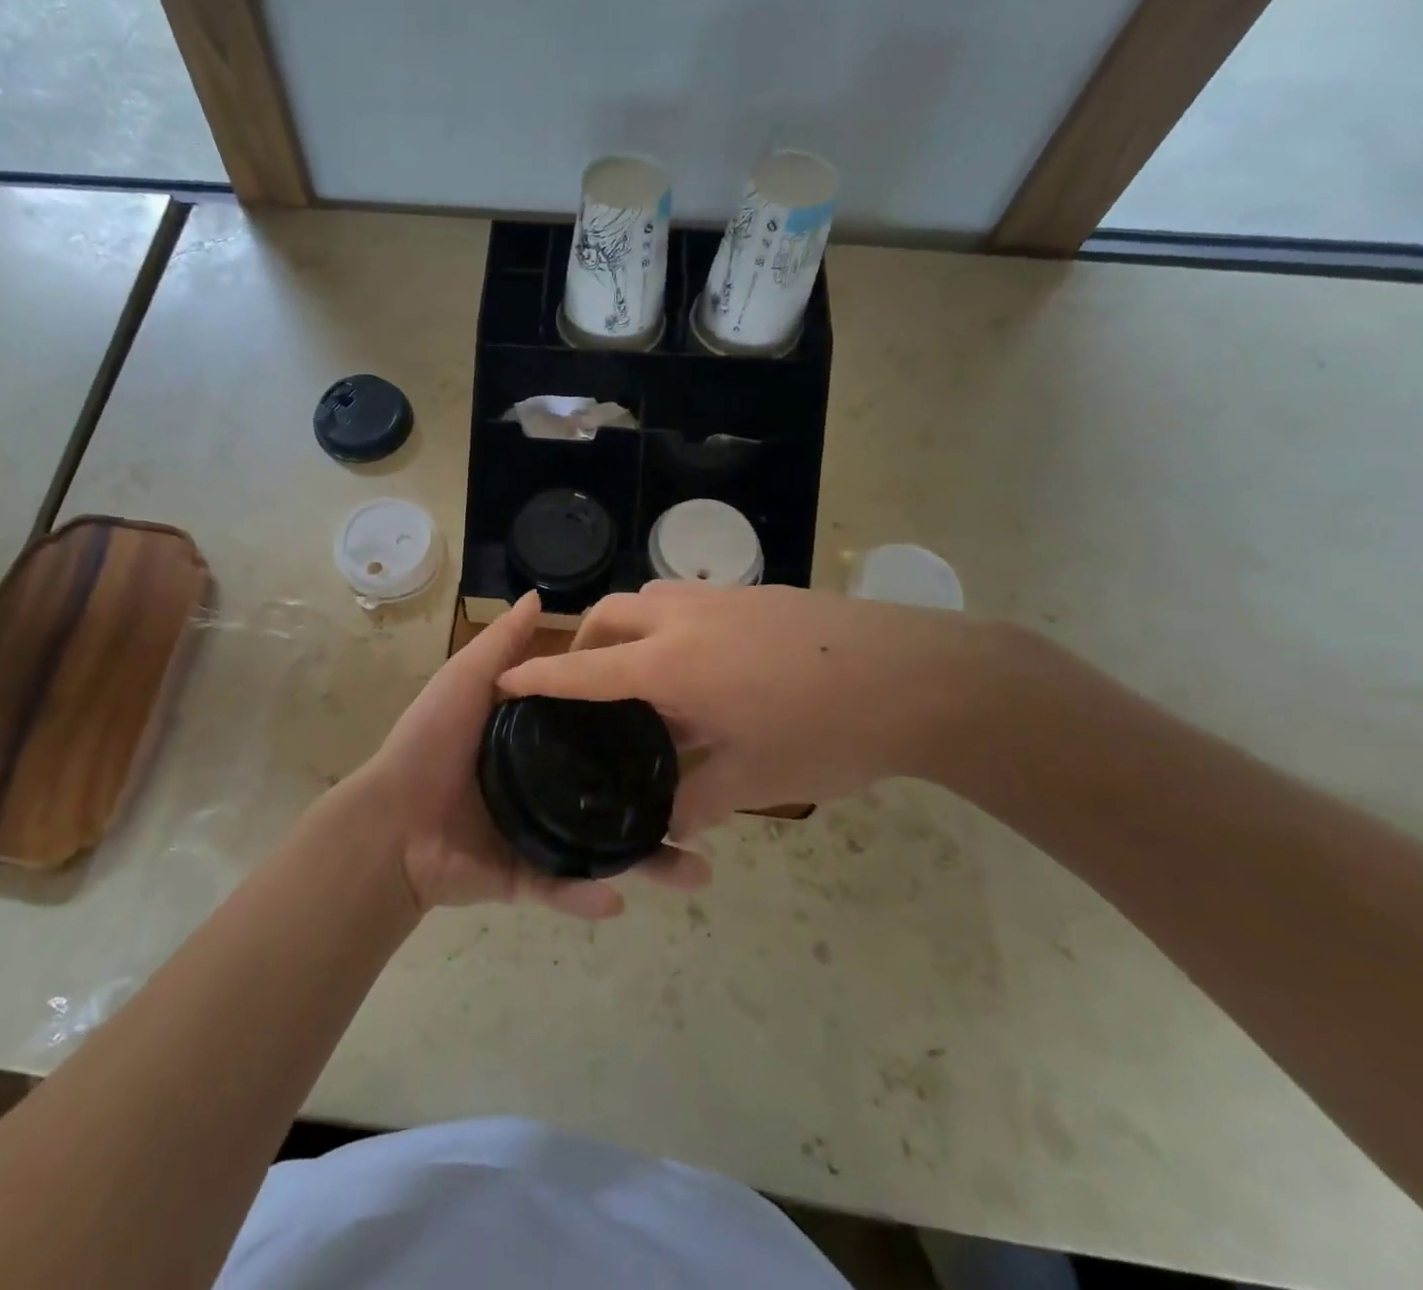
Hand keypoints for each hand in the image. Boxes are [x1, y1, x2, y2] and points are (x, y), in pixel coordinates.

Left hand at [361, 591, 710, 920]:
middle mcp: (545, 787)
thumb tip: (539, 597)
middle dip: (661, 810)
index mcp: (536, 743)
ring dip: (647, 864)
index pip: (599, 734)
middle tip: (706, 821)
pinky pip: (563, 889)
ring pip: (603, 849)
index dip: (639, 733)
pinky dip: (587, 897)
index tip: (687, 732)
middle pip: (613, 797)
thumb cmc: (429, 742)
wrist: (388, 822)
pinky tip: (616, 899)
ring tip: (694, 874)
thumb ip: (503, 645)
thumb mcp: (467, 681)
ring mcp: (538, 834)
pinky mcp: (523, 878)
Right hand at [499, 582, 992, 834]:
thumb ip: (693, 802)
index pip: (584, 669)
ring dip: (630, 627)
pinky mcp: (758, 595)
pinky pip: (689, 600)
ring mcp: (723, 599)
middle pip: (610, 612)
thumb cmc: (826, 731)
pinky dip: (671, 624)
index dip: (538, 675)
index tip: (502, 679)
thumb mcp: (753, 781)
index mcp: (671, 664)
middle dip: (584, 641)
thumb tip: (662, 827)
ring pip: (649, 598)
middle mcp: (685, 618)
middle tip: (586, 682)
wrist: (920, 676)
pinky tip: (706, 665)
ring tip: (645, 674)